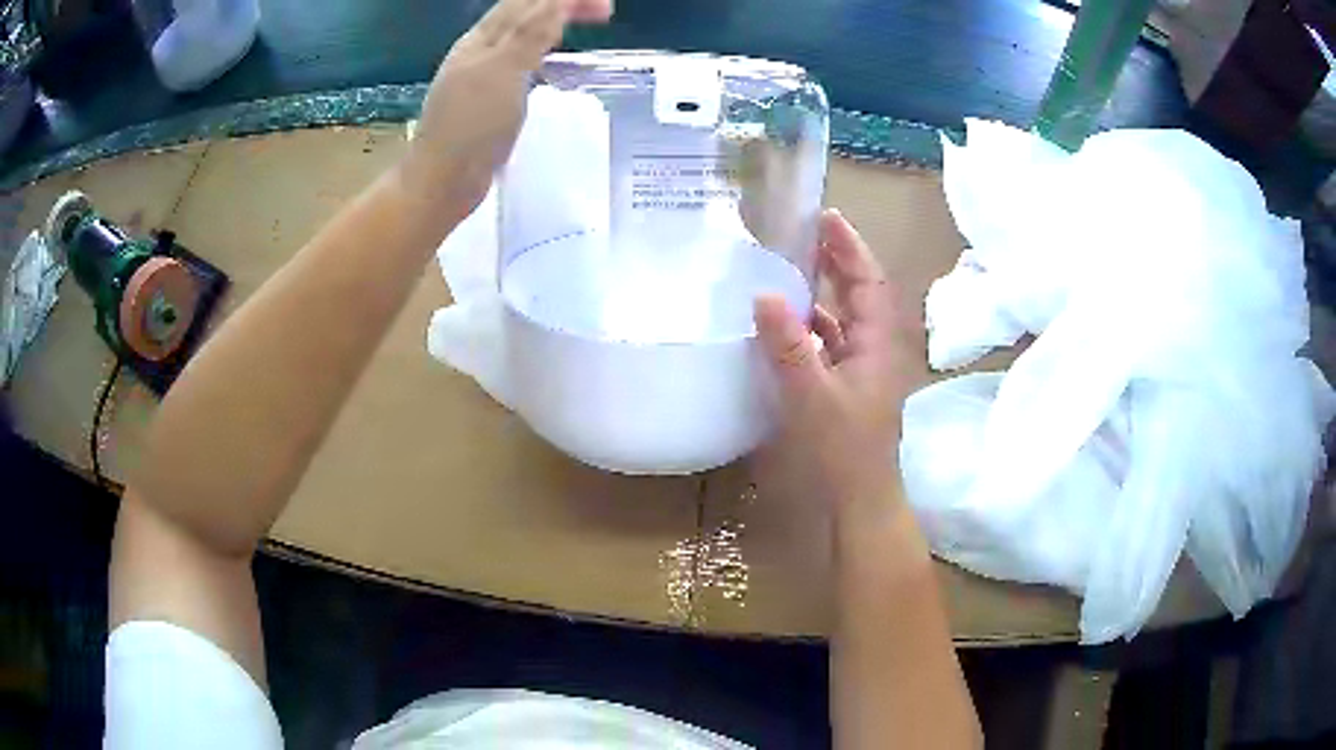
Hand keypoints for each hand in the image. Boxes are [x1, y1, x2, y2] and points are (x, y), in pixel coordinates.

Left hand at [399, 0, 612, 222]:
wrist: (441, 182)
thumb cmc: (471, 126)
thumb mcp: (504, 72)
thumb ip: (530, 33)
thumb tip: (557, 1)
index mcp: (483, 39)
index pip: (529, 2)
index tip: (605, 8)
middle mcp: (480, 50)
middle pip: (524, 13)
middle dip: (563, 6)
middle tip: (603, 14)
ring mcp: (480, 75)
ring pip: (521, 37)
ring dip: (553, 27)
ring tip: (580, 33)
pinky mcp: (486, 100)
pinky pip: (520, 63)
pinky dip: (543, 55)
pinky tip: (552, 69)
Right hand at [754, 209, 926, 513]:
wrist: (860, 500)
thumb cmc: (843, 450)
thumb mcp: (812, 396)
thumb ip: (789, 346)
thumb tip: (765, 295)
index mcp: (877, 344)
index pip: (869, 281)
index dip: (850, 247)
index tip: (826, 217)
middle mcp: (875, 350)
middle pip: (862, 293)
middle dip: (840, 260)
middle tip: (809, 232)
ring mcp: (863, 370)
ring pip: (847, 318)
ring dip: (826, 291)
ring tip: (795, 268)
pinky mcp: (849, 388)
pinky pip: (833, 343)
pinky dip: (814, 326)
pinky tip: (790, 325)